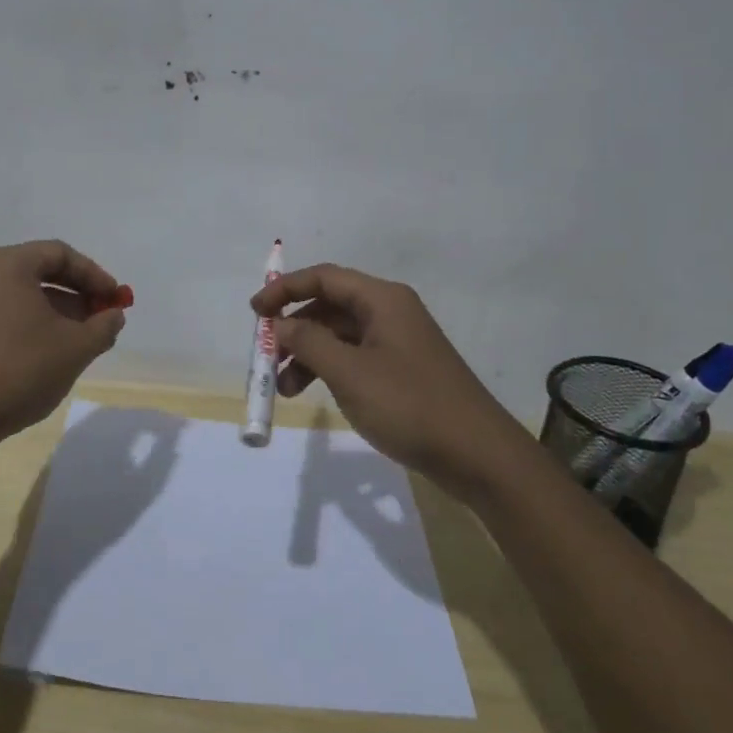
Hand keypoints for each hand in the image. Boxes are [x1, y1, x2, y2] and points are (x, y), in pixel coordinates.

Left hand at [0, 241, 126, 445]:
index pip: (60, 254)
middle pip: (41, 269)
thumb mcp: (77, 347)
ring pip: (25, 291)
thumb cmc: (23, 369)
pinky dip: (35, 318)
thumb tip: (114, 315)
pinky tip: (56, 345)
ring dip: (59, 306)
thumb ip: (104, 325)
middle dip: (78, 290)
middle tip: (103, 312)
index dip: (94, 274)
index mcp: (8, 265)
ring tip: (85, 334)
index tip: (115, 298)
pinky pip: (8, 308)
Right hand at [252, 265, 519, 497]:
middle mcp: (390, 312)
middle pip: (330, 306)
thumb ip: (308, 343)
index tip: (255, 313)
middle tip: (268, 357)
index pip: (324, 277)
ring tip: (286, 391)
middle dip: (295, 329)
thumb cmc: (410, 405)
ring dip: (309, 356)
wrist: (478, 455)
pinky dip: (330, 371)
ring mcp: (398, 342)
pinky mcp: (402, 370)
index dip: (285, 290)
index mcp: (382, 299)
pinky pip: (355, 358)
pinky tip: (316, 394)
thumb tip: (281, 325)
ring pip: (340, 336)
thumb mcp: (349, 373)